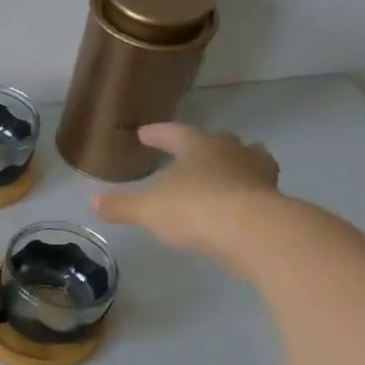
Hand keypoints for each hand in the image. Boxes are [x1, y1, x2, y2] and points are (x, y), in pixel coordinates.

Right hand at [91, 123, 282, 264]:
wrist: (252, 231)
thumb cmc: (195, 209)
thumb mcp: (149, 210)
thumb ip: (122, 206)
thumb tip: (93, 201)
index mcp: (199, 146)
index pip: (174, 133)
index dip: (157, 134)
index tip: (144, 134)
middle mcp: (231, 150)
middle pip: (214, 142)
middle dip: (200, 147)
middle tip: (188, 153)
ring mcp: (257, 172)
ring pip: (244, 160)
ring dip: (231, 165)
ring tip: (221, 174)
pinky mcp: (272, 198)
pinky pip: (254, 189)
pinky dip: (244, 192)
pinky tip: (236, 204)